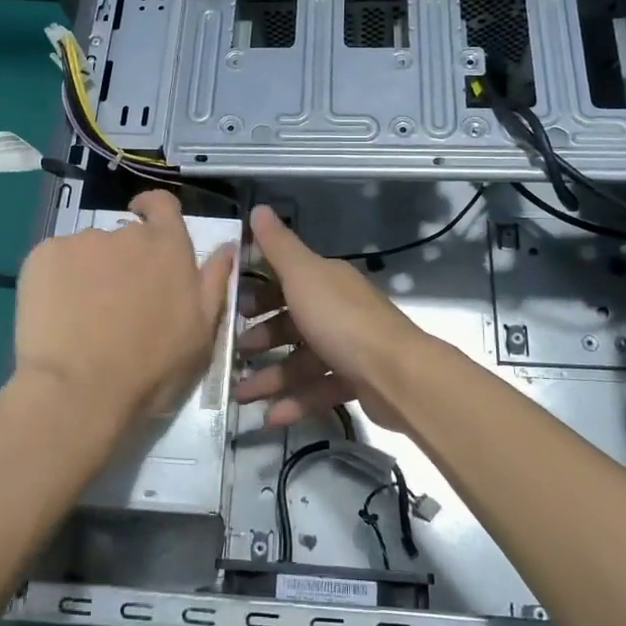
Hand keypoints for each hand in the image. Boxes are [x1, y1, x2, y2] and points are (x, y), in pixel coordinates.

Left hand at [14, 190, 236, 433]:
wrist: (78, 392)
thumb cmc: (151, 369)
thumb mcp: (201, 333)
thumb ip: (214, 282)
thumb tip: (227, 246)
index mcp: (169, 247)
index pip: (163, 205)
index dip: (154, 210)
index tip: (146, 222)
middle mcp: (126, 234)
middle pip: (125, 236)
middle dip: (124, 261)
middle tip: (118, 304)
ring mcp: (81, 242)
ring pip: (88, 251)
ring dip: (90, 272)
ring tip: (83, 317)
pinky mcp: (42, 256)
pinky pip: (54, 261)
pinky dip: (56, 281)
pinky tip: (56, 316)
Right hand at [233, 205, 429, 428]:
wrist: (397, 373)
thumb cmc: (341, 320)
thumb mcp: (303, 276)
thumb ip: (278, 246)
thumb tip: (258, 208)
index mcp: (326, 281)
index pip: (286, 280)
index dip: (257, 293)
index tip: (229, 309)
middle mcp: (338, 310)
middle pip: (292, 322)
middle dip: (260, 339)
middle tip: (233, 355)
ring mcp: (349, 347)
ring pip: (301, 361)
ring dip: (270, 377)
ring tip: (241, 396)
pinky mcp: (356, 381)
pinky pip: (318, 390)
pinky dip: (295, 402)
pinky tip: (270, 417)